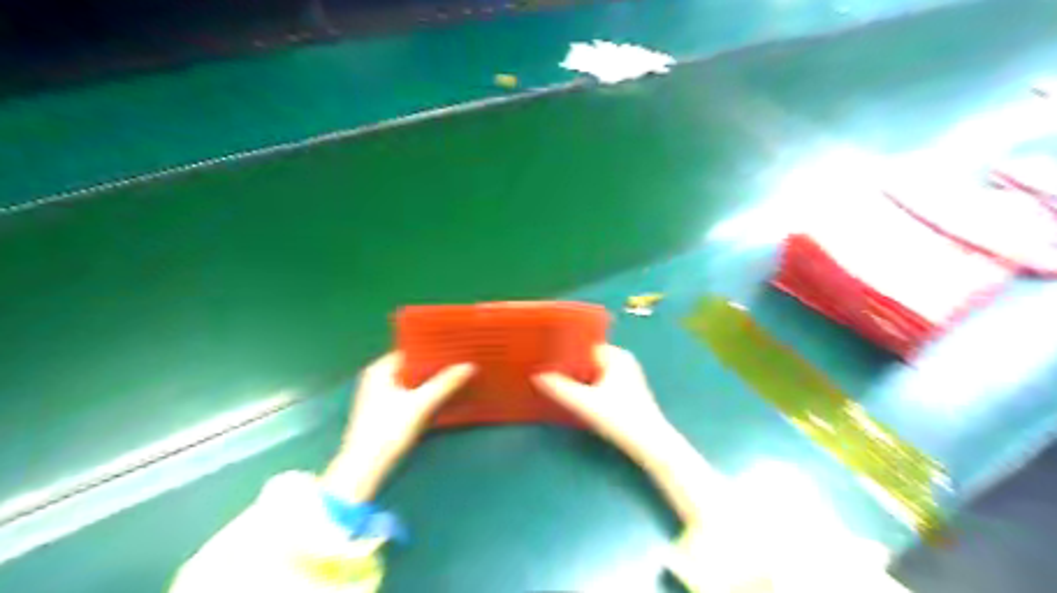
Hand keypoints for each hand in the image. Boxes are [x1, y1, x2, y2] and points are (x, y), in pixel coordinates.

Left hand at [319, 352, 471, 498]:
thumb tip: (470, 365)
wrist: (364, 471)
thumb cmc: (387, 431)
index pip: (413, 349)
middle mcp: (379, 378)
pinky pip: (412, 394)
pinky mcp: (388, 412)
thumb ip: (445, 384)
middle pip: (415, 366)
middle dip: (437, 365)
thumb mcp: (420, 405)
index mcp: (381, 369)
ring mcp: (382, 396)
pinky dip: (427, 393)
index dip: (435, 348)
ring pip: (415, 381)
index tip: (458, 346)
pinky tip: (445, 394)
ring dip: (434, 380)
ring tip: (459, 374)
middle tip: (464, 359)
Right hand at [534, 343, 662, 454]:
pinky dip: (586, 386)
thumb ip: (560, 388)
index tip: (544, 357)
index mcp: (616, 356)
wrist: (650, 444)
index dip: (564, 352)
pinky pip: (599, 381)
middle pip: (587, 359)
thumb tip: (536, 376)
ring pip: (592, 371)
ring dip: (576, 377)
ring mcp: (626, 376)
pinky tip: (572, 394)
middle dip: (568, 365)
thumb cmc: (620, 418)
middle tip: (544, 370)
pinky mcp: (626, 391)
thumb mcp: (585, 403)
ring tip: (554, 381)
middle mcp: (622, 361)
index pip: (584, 346)